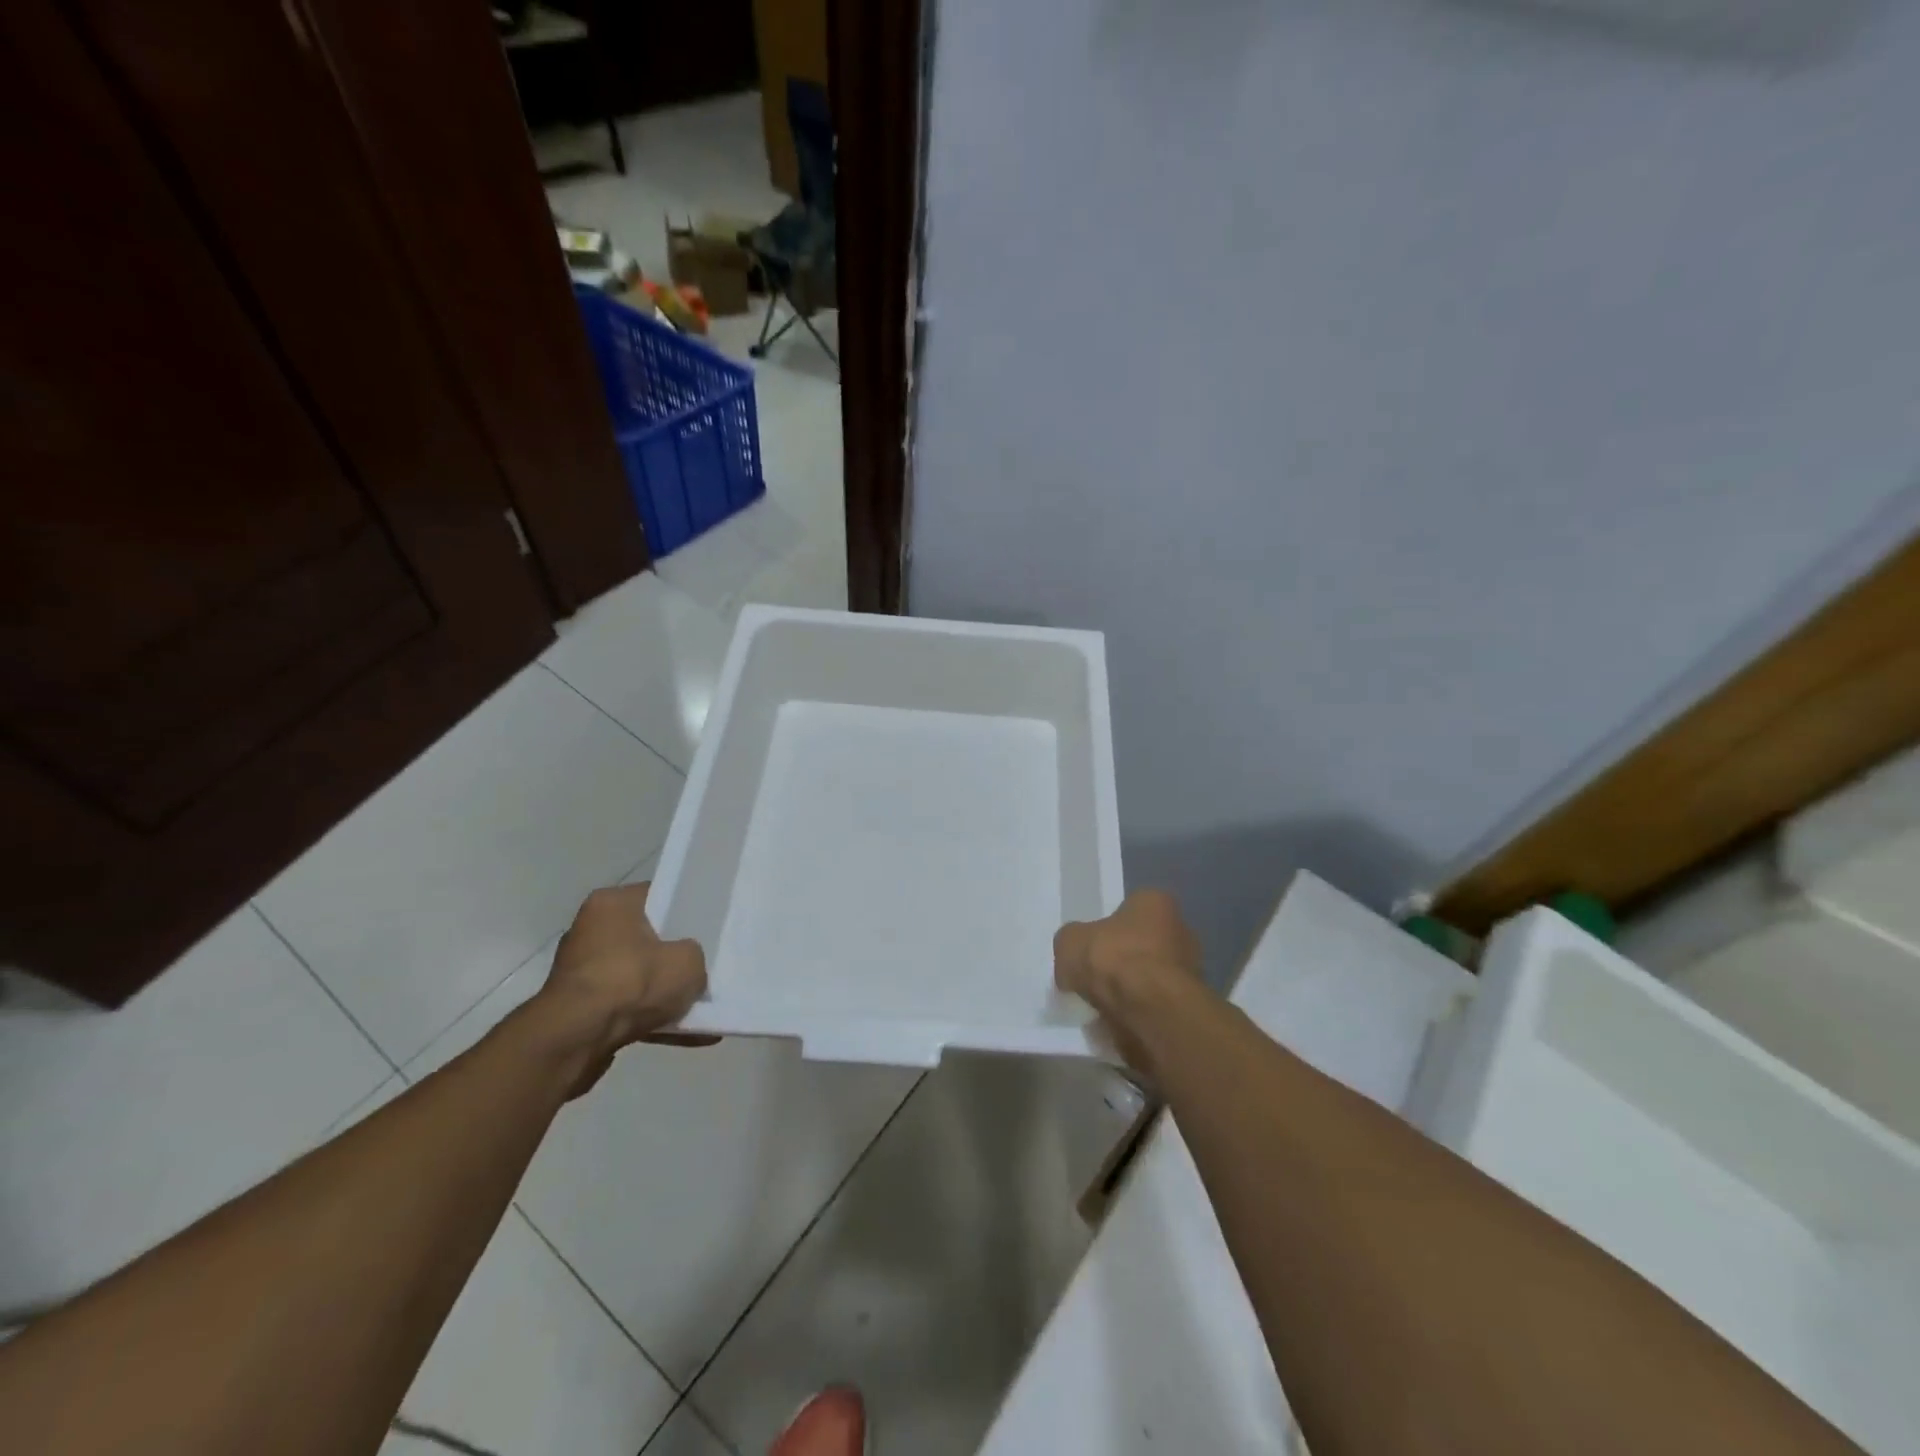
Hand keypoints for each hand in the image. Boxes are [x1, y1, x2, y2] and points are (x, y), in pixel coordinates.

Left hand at [536, 883, 710, 1097]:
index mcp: (612, 903)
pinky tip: (680, 1032)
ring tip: (694, 1006)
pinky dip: (646, 1016)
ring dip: (659, 990)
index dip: (685, 911)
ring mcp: (579, 970)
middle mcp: (589, 929)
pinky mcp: (575, 1007)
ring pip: (634, 974)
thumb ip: (694, 955)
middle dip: (670, 955)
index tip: (706, 928)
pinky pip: (623, 1004)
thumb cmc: (632, 981)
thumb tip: (685, 965)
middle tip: (701, 965)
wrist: (576, 1039)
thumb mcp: (688, 962)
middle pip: (644, 936)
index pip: (658, 896)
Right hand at [1055, 889, 1202, 1074]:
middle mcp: (1181, 929)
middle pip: (1144, 943)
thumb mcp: (1070, 941)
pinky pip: (1156, 1004)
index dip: (1109, 927)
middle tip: (1095, 977)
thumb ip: (1072, 942)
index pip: (1131, 908)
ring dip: (1132, 988)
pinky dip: (1140, 1011)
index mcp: (1155, 902)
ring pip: (1152, 976)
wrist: (1149, 1010)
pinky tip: (1119, 1021)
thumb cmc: (1112, 958)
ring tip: (1103, 1004)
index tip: (1092, 946)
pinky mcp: (1190, 1005)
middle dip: (1123, 960)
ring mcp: (1190, 969)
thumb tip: (1075, 953)